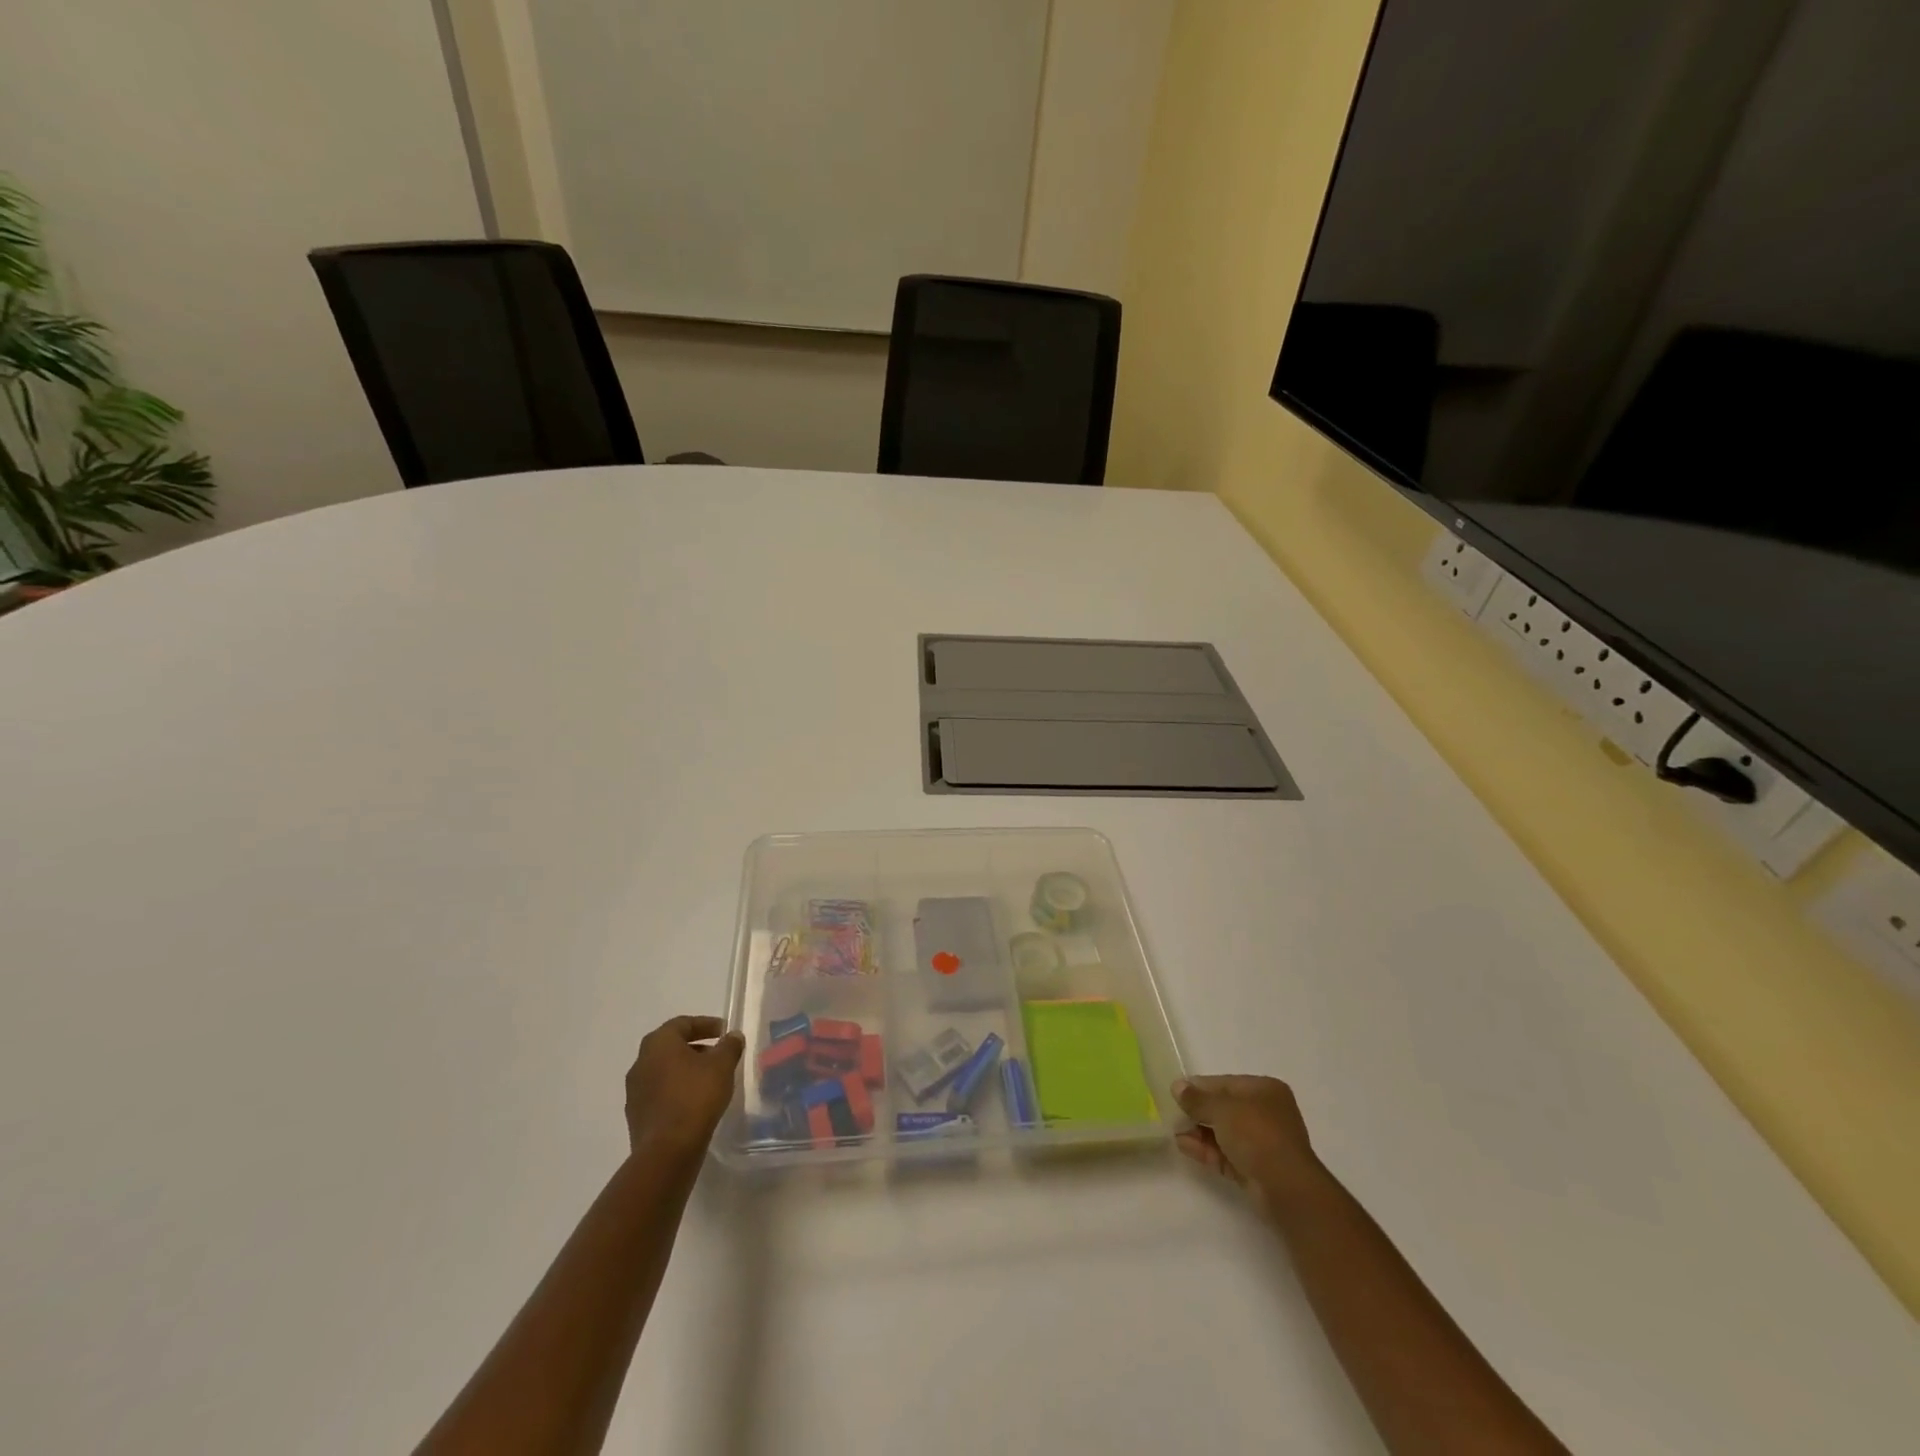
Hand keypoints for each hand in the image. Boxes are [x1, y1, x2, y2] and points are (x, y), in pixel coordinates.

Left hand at [624, 1016, 744, 1162]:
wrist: (667, 1151)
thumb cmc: (695, 1097)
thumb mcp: (722, 1065)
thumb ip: (729, 1046)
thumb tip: (733, 1036)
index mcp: (658, 1043)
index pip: (682, 1023)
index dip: (705, 1024)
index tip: (724, 1031)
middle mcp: (640, 1062)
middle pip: (670, 1046)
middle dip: (695, 1047)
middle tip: (717, 1053)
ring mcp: (635, 1091)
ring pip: (663, 1071)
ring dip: (685, 1070)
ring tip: (709, 1079)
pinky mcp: (636, 1115)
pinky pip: (659, 1093)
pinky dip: (677, 1090)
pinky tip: (695, 1101)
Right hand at [1173, 1075, 1323, 1211]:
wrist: (1287, 1188)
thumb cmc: (1257, 1134)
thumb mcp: (1222, 1109)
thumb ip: (1197, 1098)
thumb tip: (1177, 1086)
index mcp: (1264, 1091)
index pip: (1225, 1084)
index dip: (1200, 1087)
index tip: (1176, 1093)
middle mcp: (1266, 1114)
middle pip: (1224, 1109)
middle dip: (1198, 1112)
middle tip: (1173, 1115)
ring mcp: (1262, 1144)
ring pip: (1224, 1133)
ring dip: (1199, 1132)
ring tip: (1174, 1132)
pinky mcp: (1256, 1169)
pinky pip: (1226, 1154)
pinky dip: (1206, 1149)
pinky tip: (1183, 1146)